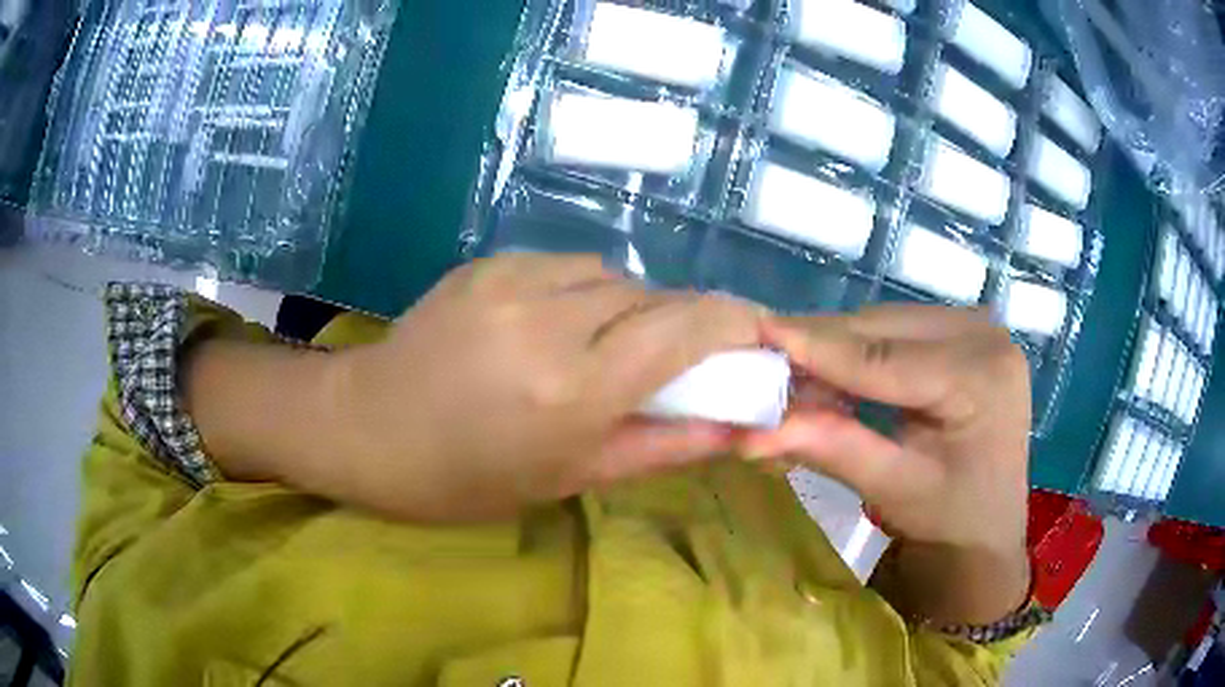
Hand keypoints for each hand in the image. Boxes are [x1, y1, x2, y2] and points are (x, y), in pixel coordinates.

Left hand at [324, 254, 762, 521]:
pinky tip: (554, 324)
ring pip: (612, 274)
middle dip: (678, 321)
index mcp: (575, 389)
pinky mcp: (488, 264)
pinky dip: (583, 291)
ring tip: (603, 344)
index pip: (685, 329)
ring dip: (628, 306)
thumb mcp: (569, 477)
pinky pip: (565, 266)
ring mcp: (513, 281)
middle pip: (653, 295)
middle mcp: (550, 321)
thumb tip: (738, 426)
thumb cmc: (465, 478)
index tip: (753, 333)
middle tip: (671, 358)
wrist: (368, 429)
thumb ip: (664, 446)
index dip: (733, 321)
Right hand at [742, 304, 1030, 555]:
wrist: (987, 525)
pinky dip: (859, 350)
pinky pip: (897, 331)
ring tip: (793, 375)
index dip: (819, 349)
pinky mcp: (964, 332)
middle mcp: (985, 334)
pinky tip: (833, 372)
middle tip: (764, 364)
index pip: (887, 358)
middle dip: (821, 348)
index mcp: (983, 376)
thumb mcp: (894, 489)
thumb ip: (833, 451)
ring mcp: (977, 327)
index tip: (760, 335)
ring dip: (836, 348)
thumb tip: (753, 434)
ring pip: (885, 324)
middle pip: (884, 331)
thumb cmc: (950, 518)